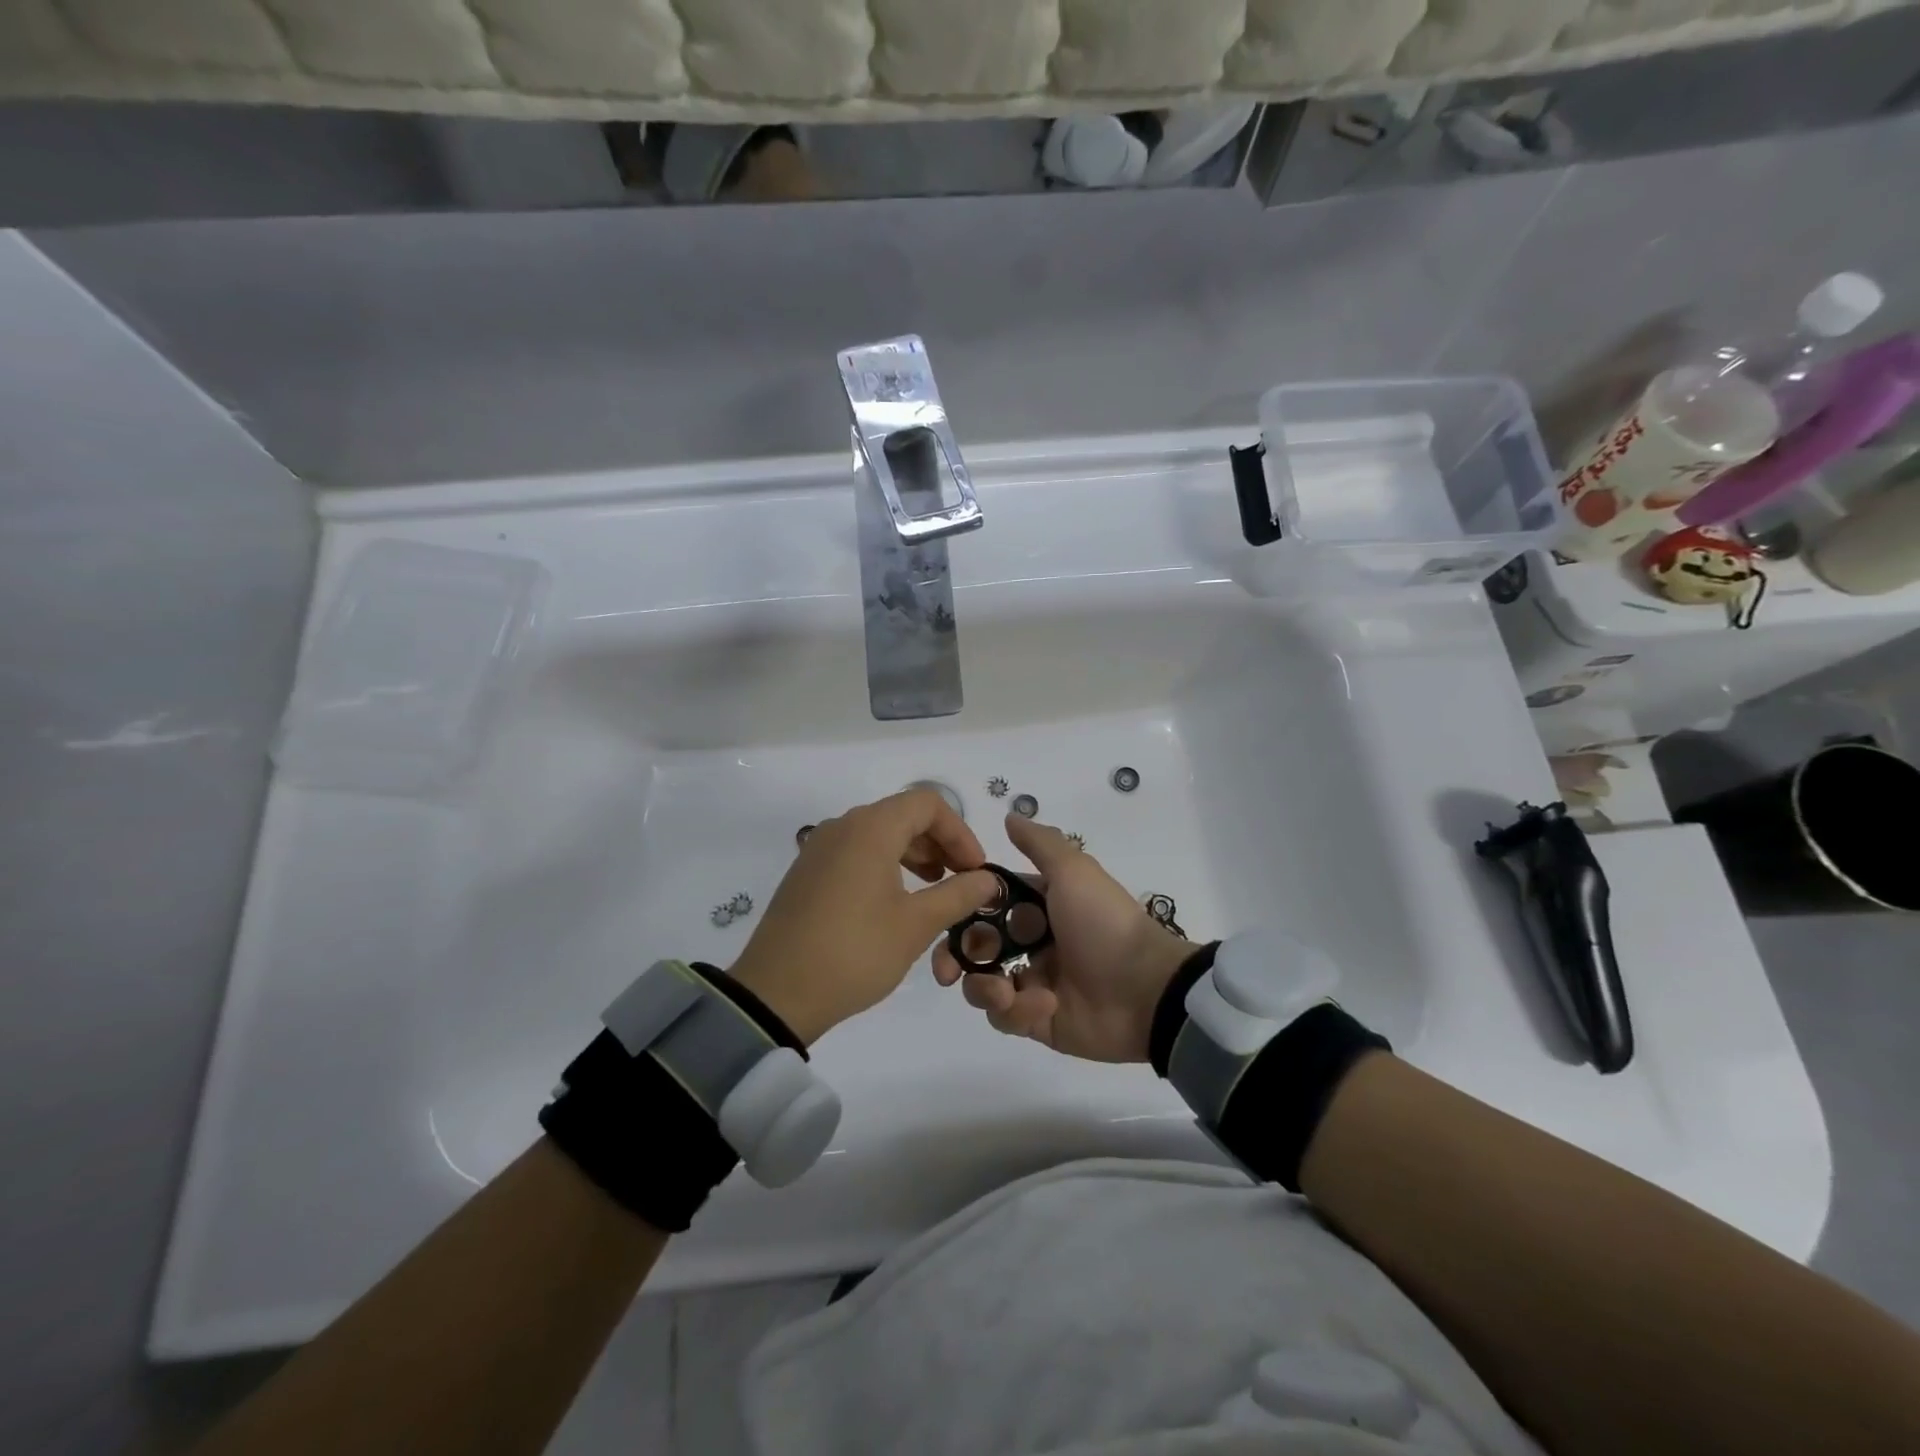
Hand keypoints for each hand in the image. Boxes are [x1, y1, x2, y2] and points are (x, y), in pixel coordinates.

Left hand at [730, 789, 999, 1044]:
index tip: (975, 870)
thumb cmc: (854, 952)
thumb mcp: (915, 926)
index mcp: (870, 828)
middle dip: (940, 843)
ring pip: (879, 833)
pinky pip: (856, 851)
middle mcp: (842, 826)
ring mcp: (819, 847)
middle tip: (961, 881)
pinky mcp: (807, 872)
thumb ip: (958, 895)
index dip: (960, 832)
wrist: (775, 994)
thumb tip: (988, 880)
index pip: (928, 804)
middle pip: (903, 814)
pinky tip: (895, 901)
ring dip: (914, 854)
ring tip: (933, 890)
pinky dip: (885, 864)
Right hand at [933, 815, 1193, 1062]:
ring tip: (1004, 991)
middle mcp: (1028, 943)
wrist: (1146, 989)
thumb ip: (1040, 843)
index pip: (982, 906)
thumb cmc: (1103, 923)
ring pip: (981, 986)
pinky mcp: (1037, 1021)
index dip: (959, 911)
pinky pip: (1007, 1017)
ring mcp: (1032, 983)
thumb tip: (1009, 816)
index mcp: (1034, 907)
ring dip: (983, 988)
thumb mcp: (1073, 871)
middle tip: (947, 970)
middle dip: (953, 958)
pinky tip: (1046, 1004)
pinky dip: (1018, 1011)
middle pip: (973, 949)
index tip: (942, 915)